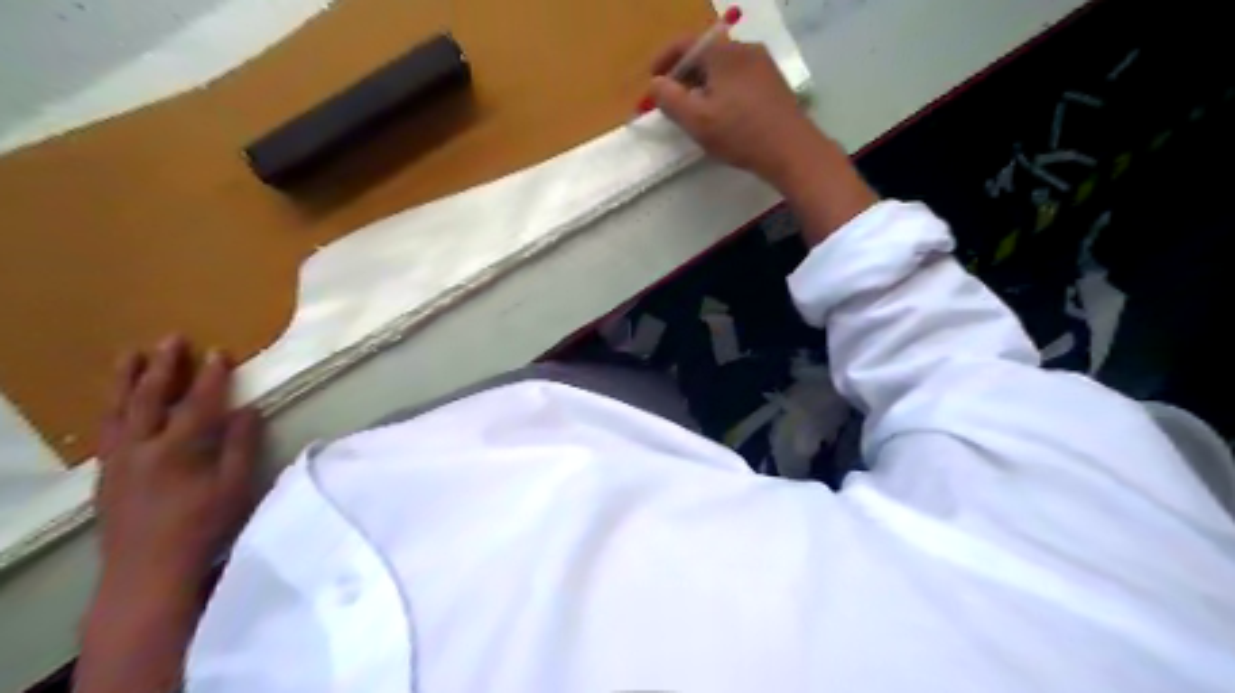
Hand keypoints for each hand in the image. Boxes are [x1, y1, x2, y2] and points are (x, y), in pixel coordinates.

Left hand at [94, 336, 261, 589]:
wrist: (147, 571)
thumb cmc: (203, 527)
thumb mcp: (235, 486)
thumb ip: (242, 445)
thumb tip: (249, 409)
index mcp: (178, 450)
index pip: (198, 403)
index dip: (211, 376)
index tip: (220, 351)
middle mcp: (141, 448)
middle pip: (149, 398)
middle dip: (163, 366)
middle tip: (170, 339)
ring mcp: (118, 461)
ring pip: (118, 411)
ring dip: (126, 380)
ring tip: (131, 355)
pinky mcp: (106, 474)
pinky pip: (106, 430)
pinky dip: (113, 408)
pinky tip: (117, 403)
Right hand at [649, 36, 876, 246]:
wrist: (791, 150)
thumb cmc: (740, 133)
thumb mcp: (696, 120)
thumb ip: (669, 99)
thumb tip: (655, 84)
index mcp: (723, 52)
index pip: (684, 44)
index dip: (663, 61)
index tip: (652, 83)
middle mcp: (744, 49)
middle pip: (704, 55)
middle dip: (683, 77)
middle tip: (670, 102)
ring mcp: (762, 64)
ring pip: (722, 68)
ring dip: (702, 85)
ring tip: (694, 112)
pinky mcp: (773, 82)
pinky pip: (738, 78)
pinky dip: (722, 90)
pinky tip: (721, 115)